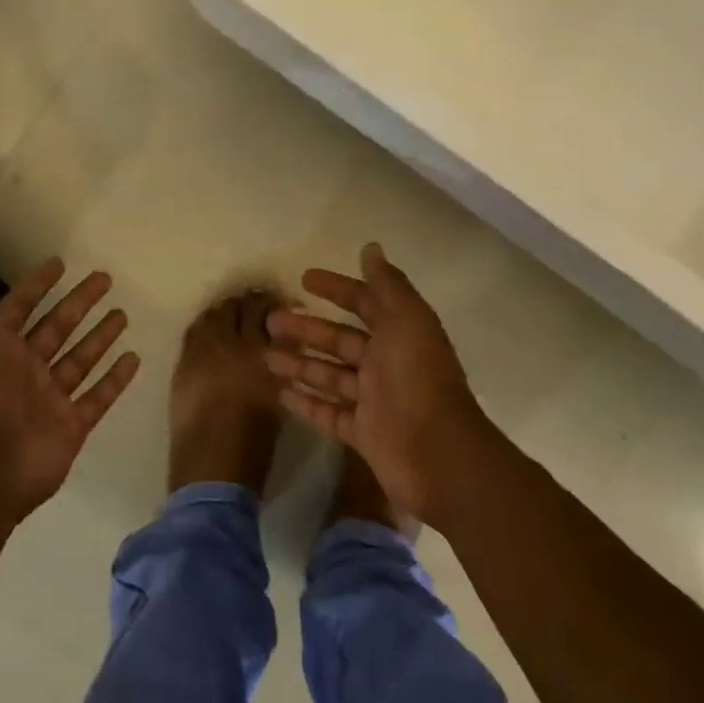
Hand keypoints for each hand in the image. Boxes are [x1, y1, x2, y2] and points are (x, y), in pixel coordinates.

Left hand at [0, 258, 140, 518]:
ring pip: (80, 359)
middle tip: (104, 278)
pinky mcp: (70, 425)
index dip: (36, 285)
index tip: (59, 262)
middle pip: (58, 328)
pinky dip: (114, 380)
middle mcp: (25, 370)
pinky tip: (133, 358)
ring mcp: (50, 398)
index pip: (20, 307)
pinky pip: (97, 397)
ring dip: (100, 337)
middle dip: (80, 303)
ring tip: (122, 314)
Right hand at [265, 242, 491, 523]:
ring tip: (266, 357)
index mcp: (399, 334)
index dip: (336, 289)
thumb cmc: (418, 378)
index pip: (364, 303)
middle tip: (271, 321)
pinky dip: (307, 403)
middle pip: (340, 340)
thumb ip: (387, 285)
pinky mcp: (363, 433)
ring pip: (330, 376)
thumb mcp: (407, 320)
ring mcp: (374, 401)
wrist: (437, 454)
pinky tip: (281, 393)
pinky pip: (329, 413)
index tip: (303, 278)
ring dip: (299, 364)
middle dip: (307, 329)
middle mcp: (386, 364)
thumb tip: (370, 247)